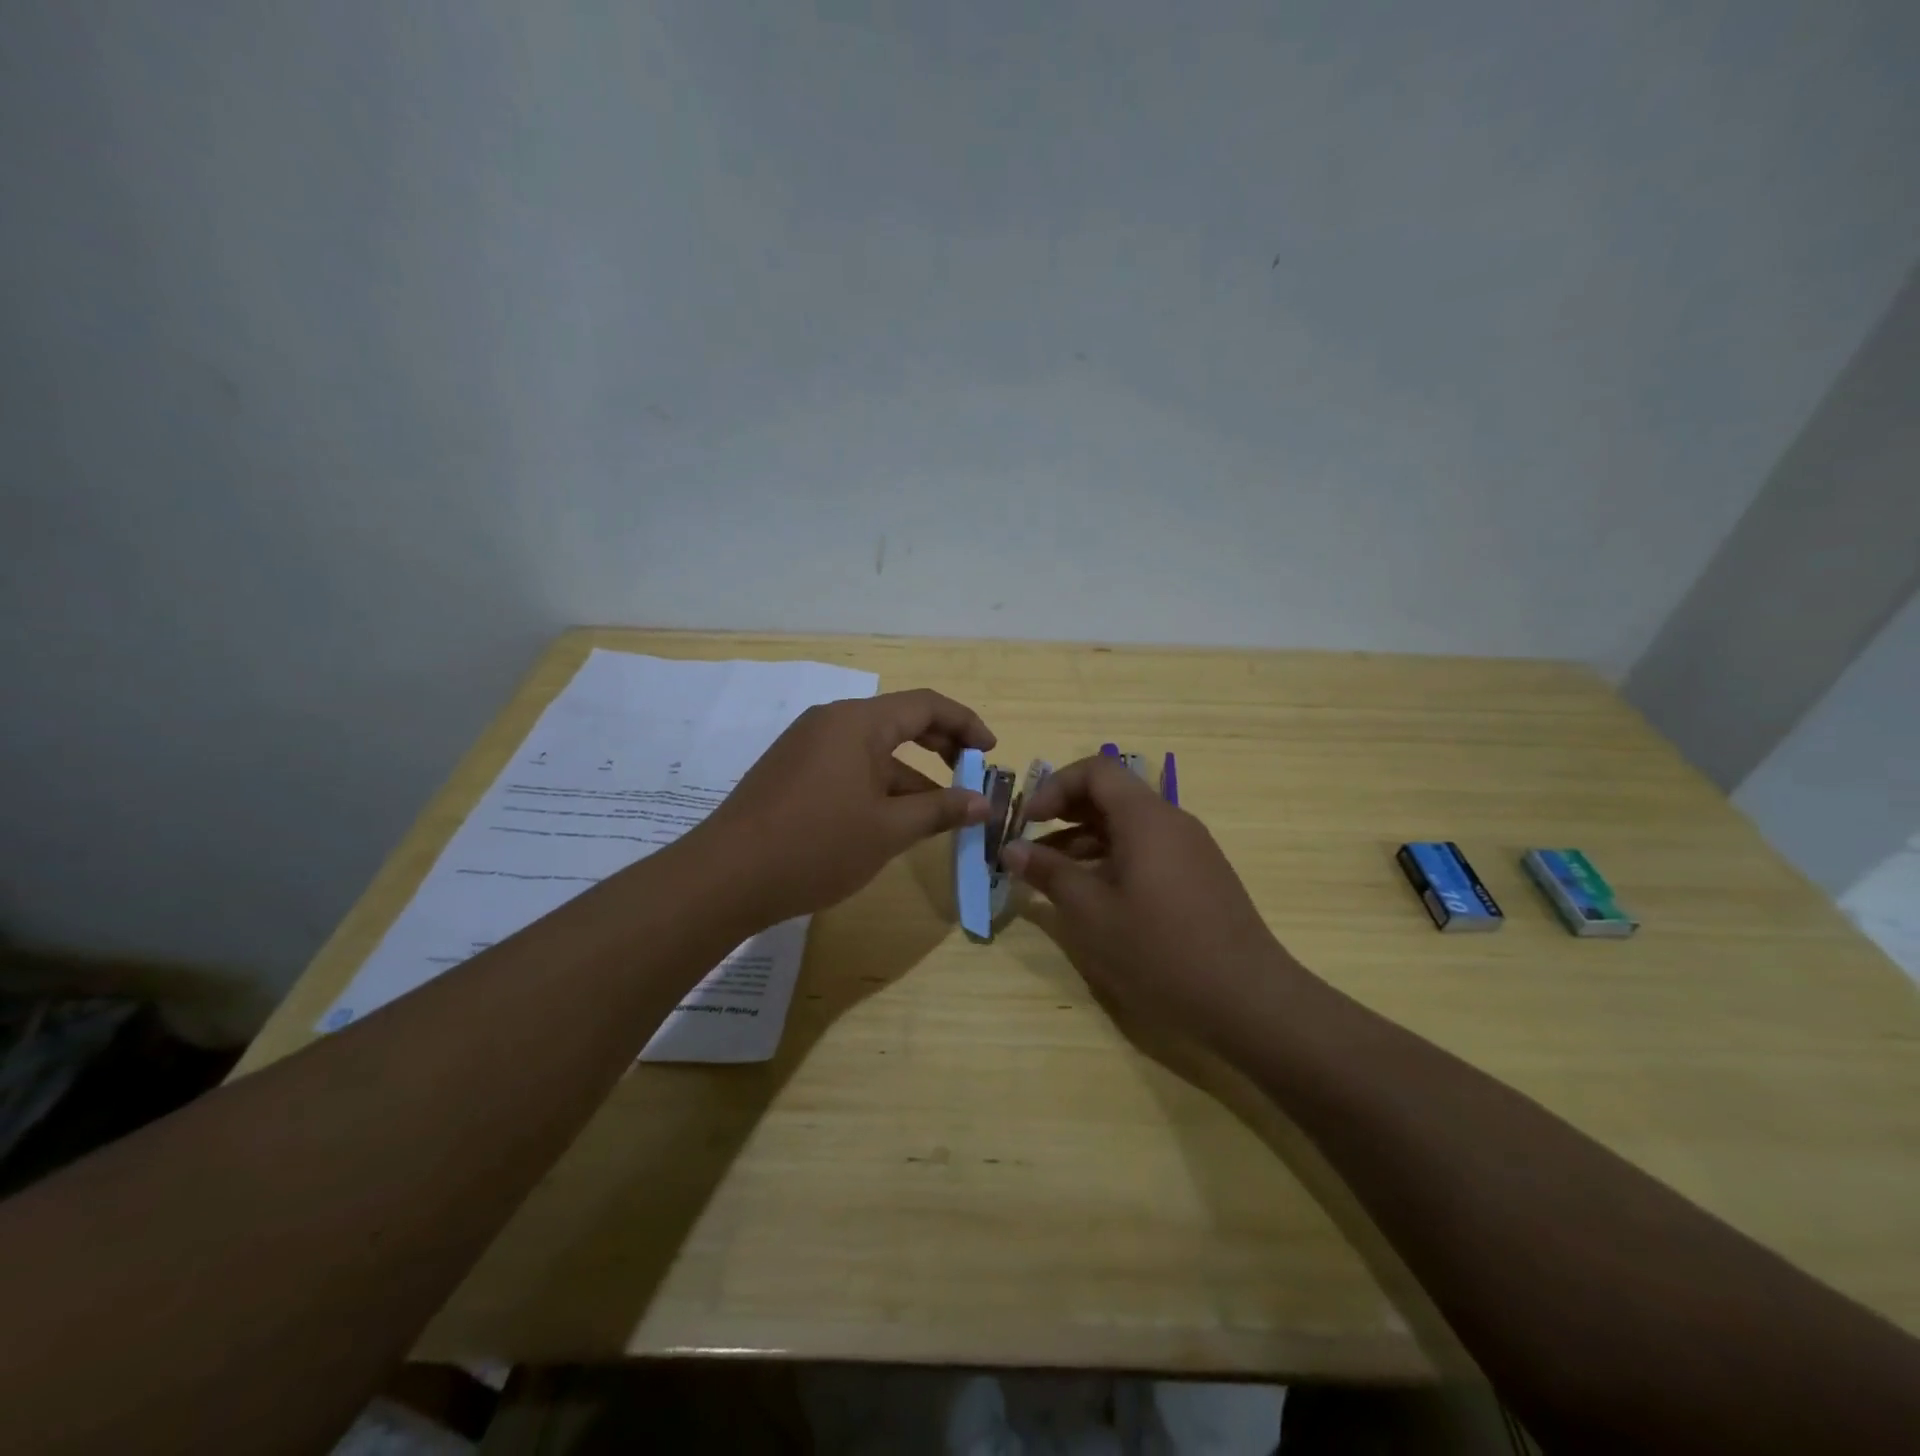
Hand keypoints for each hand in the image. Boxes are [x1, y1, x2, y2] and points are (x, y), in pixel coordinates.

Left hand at [695, 689, 996, 927]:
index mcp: (857, 722)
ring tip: (938, 814)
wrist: (725, 878)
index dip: (966, 724)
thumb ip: (940, 810)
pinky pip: (848, 767)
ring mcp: (806, 746)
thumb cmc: (816, 846)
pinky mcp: (791, 772)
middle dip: (941, 747)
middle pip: (900, 721)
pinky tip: (890, 822)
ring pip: (873, 750)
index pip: (926, 705)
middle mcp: (831, 722)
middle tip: (971, 778)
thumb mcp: (888, 830)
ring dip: (910, 776)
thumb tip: (983, 803)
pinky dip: (878, 786)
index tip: (992, 752)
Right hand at [1002, 755, 1292, 1043]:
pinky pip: (1147, 849)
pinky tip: (1093, 896)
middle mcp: (1171, 821)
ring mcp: (1190, 849)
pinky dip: (1112, 859)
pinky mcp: (1199, 876)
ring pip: (1128, 826)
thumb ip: (1049, 874)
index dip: (1055, 786)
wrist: (1248, 999)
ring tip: (1052, 875)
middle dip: (1065, 813)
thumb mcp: (1091, 913)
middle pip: (1111, 795)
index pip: (1096, 770)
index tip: (1028, 820)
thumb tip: (1011, 849)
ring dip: (1085, 841)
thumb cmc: (1160, 950)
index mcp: (1146, 818)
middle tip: (1031, 844)